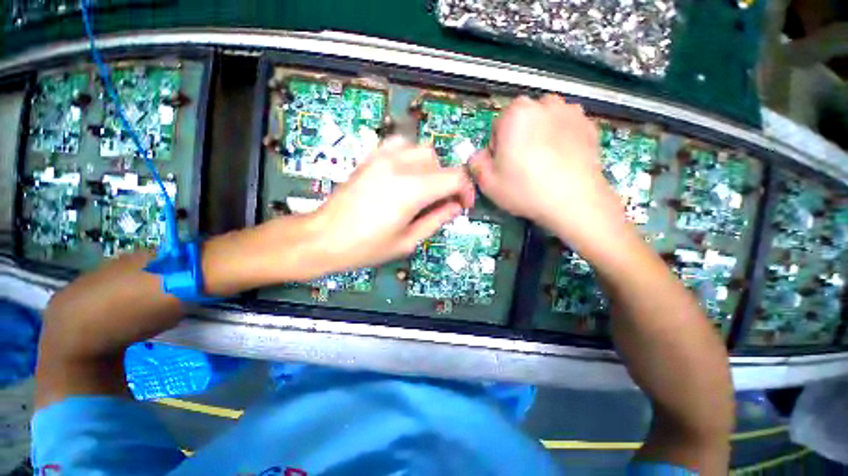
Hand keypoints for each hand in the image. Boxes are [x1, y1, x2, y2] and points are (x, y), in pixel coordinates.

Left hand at [310, 137, 474, 271]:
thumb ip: (436, 220)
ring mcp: (382, 158)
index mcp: (411, 190)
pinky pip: (400, 144)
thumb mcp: (407, 241)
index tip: (462, 205)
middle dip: (447, 181)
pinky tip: (406, 174)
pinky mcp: (370, 158)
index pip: (455, 176)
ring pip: (422, 149)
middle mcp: (399, 166)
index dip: (465, 190)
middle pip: (439, 161)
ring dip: (431, 168)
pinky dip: (410, 156)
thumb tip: (455, 207)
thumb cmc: (365, 247)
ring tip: (424, 189)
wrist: (324, 237)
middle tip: (441, 203)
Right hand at [470, 95, 627, 247]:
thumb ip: (476, 163)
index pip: (498, 127)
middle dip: (518, 139)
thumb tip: (479, 156)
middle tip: (522, 166)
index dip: (498, 148)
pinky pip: (565, 129)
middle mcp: (544, 104)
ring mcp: (571, 112)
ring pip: (544, 123)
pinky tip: (561, 163)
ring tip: (543, 164)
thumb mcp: (487, 182)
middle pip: (522, 122)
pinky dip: (561, 141)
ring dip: (540, 137)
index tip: (504, 166)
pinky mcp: (589, 125)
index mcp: (516, 113)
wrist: (574, 201)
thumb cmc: (525, 189)